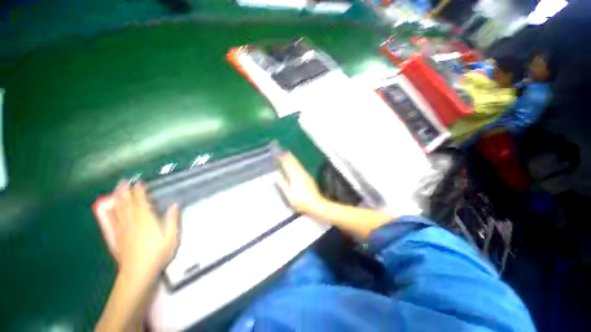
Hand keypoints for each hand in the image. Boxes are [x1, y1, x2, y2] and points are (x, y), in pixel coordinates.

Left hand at [112, 182, 179, 281]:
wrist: (137, 273)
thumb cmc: (157, 255)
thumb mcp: (171, 237)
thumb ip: (172, 220)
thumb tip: (175, 205)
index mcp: (146, 221)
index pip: (141, 202)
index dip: (140, 192)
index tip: (139, 183)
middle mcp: (132, 222)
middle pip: (127, 204)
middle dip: (125, 192)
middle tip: (123, 181)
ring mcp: (122, 230)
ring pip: (118, 210)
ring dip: (117, 198)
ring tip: (116, 189)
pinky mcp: (116, 237)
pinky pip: (111, 222)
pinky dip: (109, 213)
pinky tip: (107, 209)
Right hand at [277, 152, 325, 214]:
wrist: (317, 204)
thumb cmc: (301, 202)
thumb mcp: (289, 195)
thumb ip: (283, 184)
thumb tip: (277, 175)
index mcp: (295, 177)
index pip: (287, 164)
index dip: (282, 158)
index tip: (277, 153)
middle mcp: (301, 173)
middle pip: (293, 161)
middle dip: (287, 155)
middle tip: (281, 150)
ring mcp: (305, 174)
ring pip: (297, 163)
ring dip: (291, 157)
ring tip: (286, 153)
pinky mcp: (308, 176)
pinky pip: (300, 166)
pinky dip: (295, 162)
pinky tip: (294, 162)